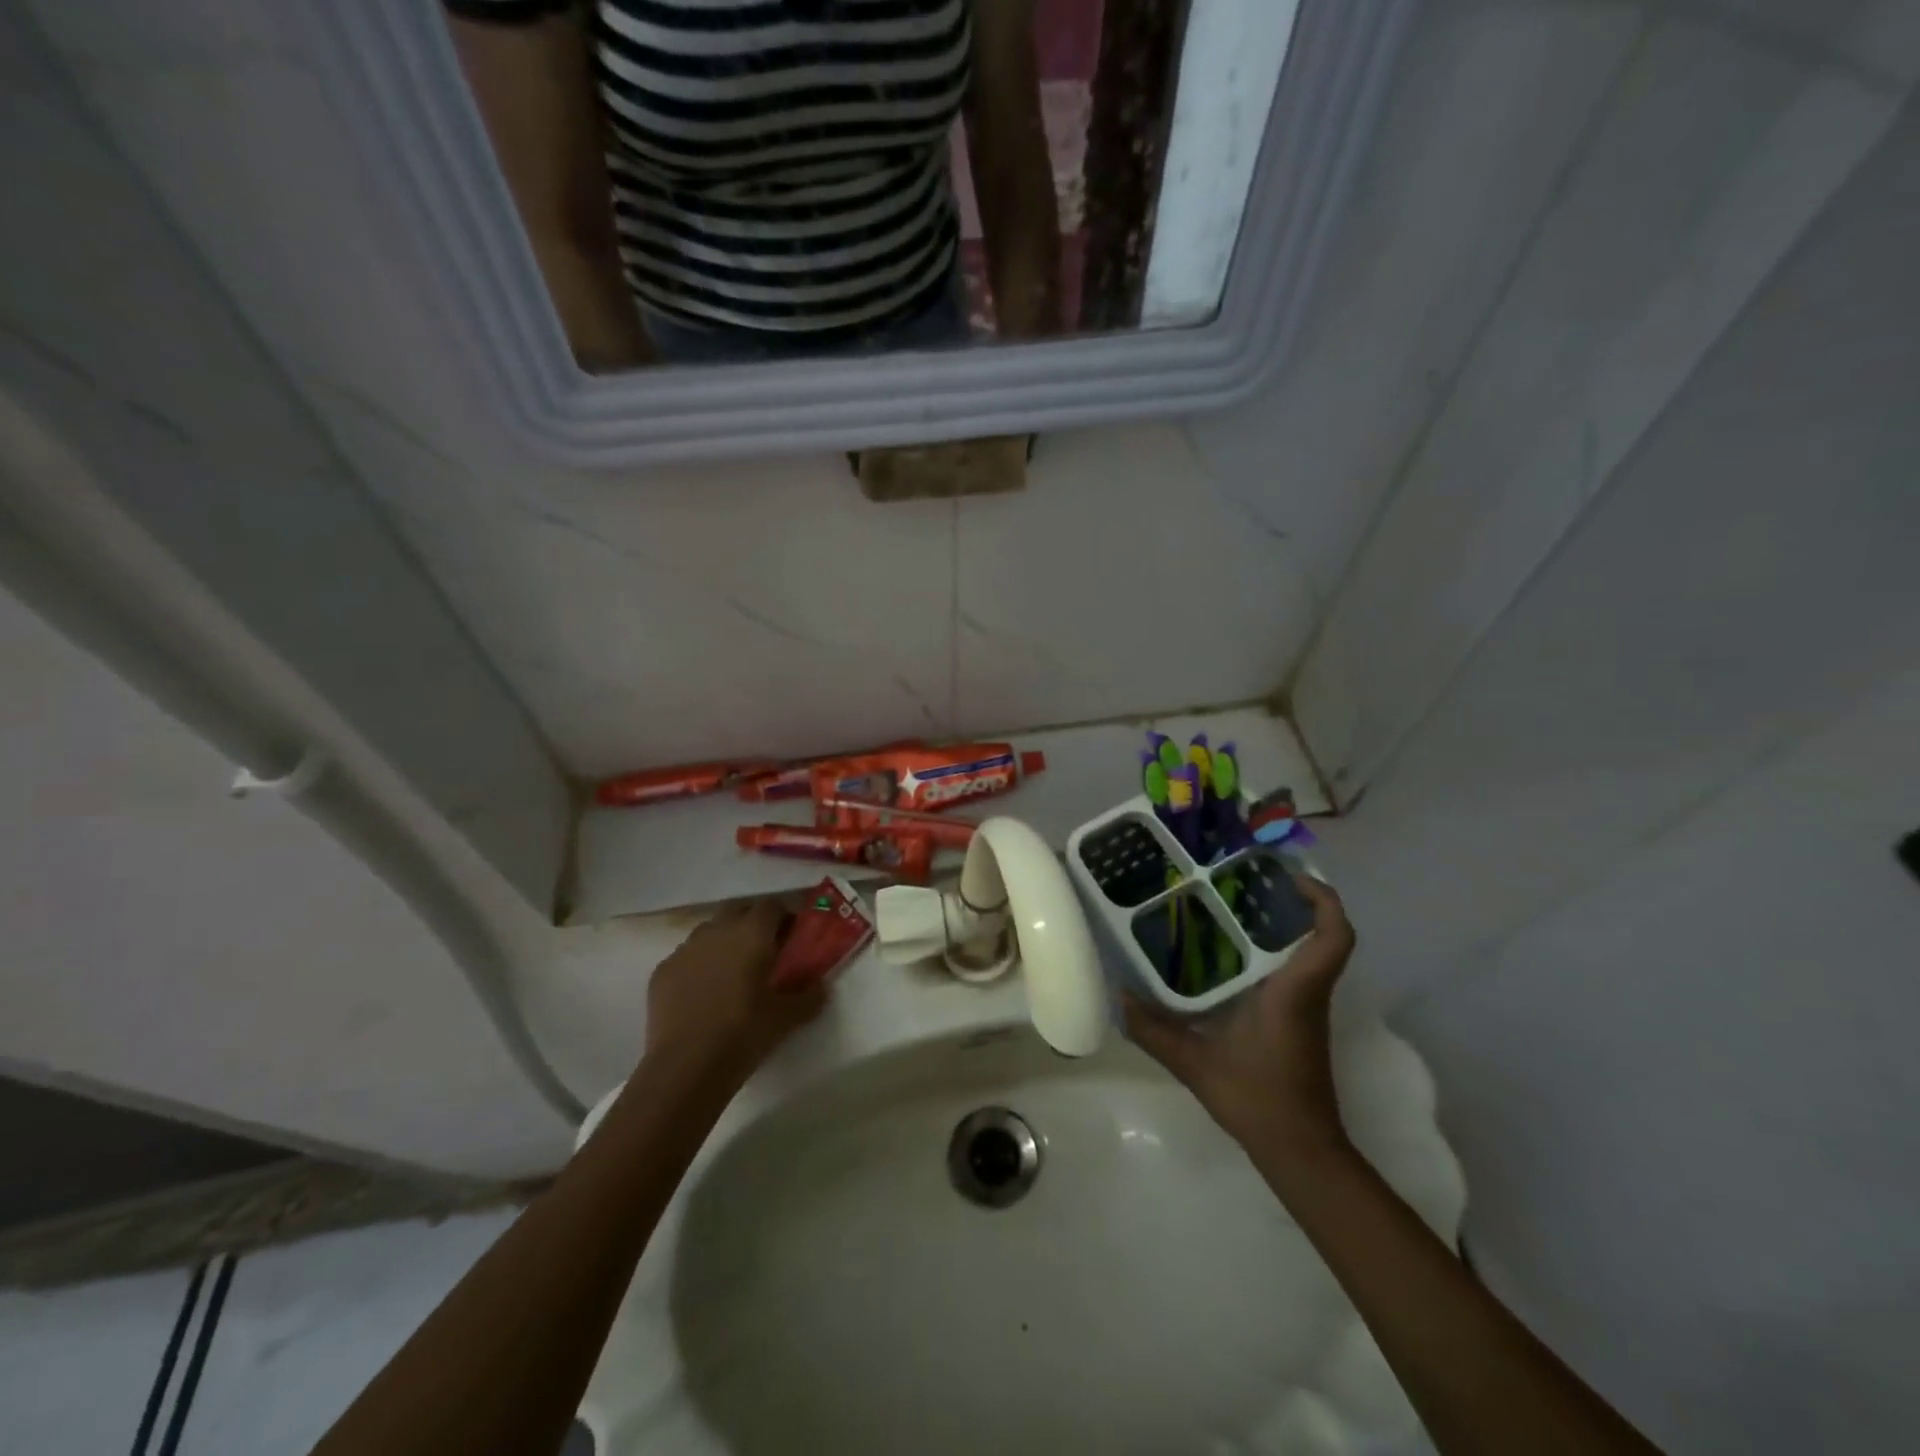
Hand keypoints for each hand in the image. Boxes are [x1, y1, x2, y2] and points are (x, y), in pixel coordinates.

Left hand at [643, 900, 826, 1088]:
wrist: (686, 1066)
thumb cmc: (744, 1033)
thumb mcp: (788, 1017)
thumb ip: (810, 996)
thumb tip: (821, 987)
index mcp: (751, 933)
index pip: (772, 906)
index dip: (784, 917)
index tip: (792, 938)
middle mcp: (717, 931)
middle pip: (739, 910)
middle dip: (753, 922)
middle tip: (764, 951)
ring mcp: (685, 949)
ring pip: (710, 932)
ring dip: (724, 942)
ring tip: (732, 972)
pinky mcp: (662, 971)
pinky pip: (687, 957)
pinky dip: (698, 965)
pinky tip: (703, 993)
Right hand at [1124, 872, 1355, 1153]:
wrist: (1300, 1150)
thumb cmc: (1259, 1100)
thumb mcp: (1196, 1064)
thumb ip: (1155, 1031)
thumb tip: (1117, 997)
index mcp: (1294, 991)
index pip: (1334, 937)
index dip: (1323, 899)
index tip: (1288, 876)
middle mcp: (1307, 992)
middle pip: (1320, 933)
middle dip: (1292, 900)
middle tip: (1244, 880)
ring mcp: (1306, 1007)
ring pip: (1308, 951)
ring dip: (1282, 924)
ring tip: (1231, 904)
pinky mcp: (1299, 1020)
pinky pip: (1294, 970)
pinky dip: (1272, 952)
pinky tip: (1229, 953)